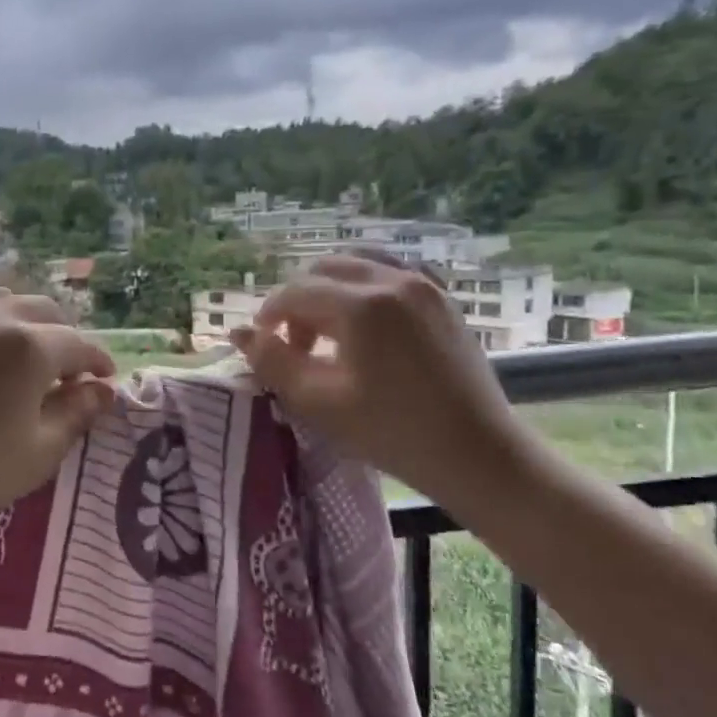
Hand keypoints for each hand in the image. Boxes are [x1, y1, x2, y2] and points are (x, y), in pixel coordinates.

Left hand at [0, 290, 118, 536]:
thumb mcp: (40, 451)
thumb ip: (77, 413)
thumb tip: (102, 390)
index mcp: (30, 346)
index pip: (78, 345)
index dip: (98, 361)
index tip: (106, 379)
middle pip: (43, 310)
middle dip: (65, 336)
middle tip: (67, 373)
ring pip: (3, 302)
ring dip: (26, 323)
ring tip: (26, 357)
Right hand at [230, 254, 535, 507]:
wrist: (476, 453)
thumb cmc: (392, 432)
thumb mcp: (318, 402)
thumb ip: (273, 362)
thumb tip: (239, 334)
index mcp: (362, 305)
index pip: (295, 292)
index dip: (269, 315)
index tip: (262, 345)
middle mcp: (394, 280)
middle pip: (325, 269)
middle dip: (298, 300)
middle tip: (294, 344)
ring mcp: (425, 285)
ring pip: (359, 263)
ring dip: (330, 289)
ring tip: (327, 331)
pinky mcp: (443, 299)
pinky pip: (392, 272)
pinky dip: (365, 286)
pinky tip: (364, 321)